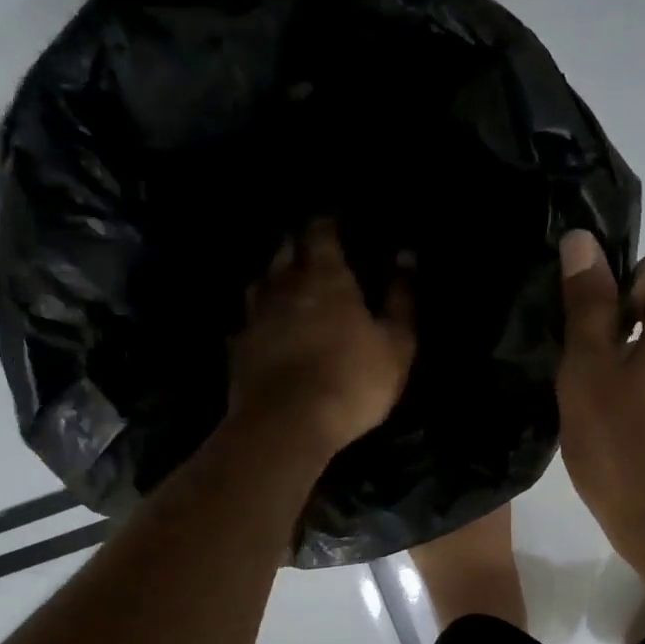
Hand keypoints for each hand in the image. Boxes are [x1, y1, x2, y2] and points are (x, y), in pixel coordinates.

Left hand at [228, 218, 415, 460]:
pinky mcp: (239, 348)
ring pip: (260, 283)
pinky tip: (258, 324)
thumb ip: (401, 297)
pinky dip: (254, 317)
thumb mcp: (396, 342)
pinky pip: (245, 322)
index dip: (326, 225)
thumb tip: (406, 255)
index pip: (321, 235)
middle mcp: (286, 287)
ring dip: (271, 276)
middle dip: (295, 245)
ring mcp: (256, 317)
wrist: (289, 423)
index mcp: (327, 278)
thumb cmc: (353, 380)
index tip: (332, 221)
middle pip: (285, 253)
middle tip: (306, 245)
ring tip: (281, 278)